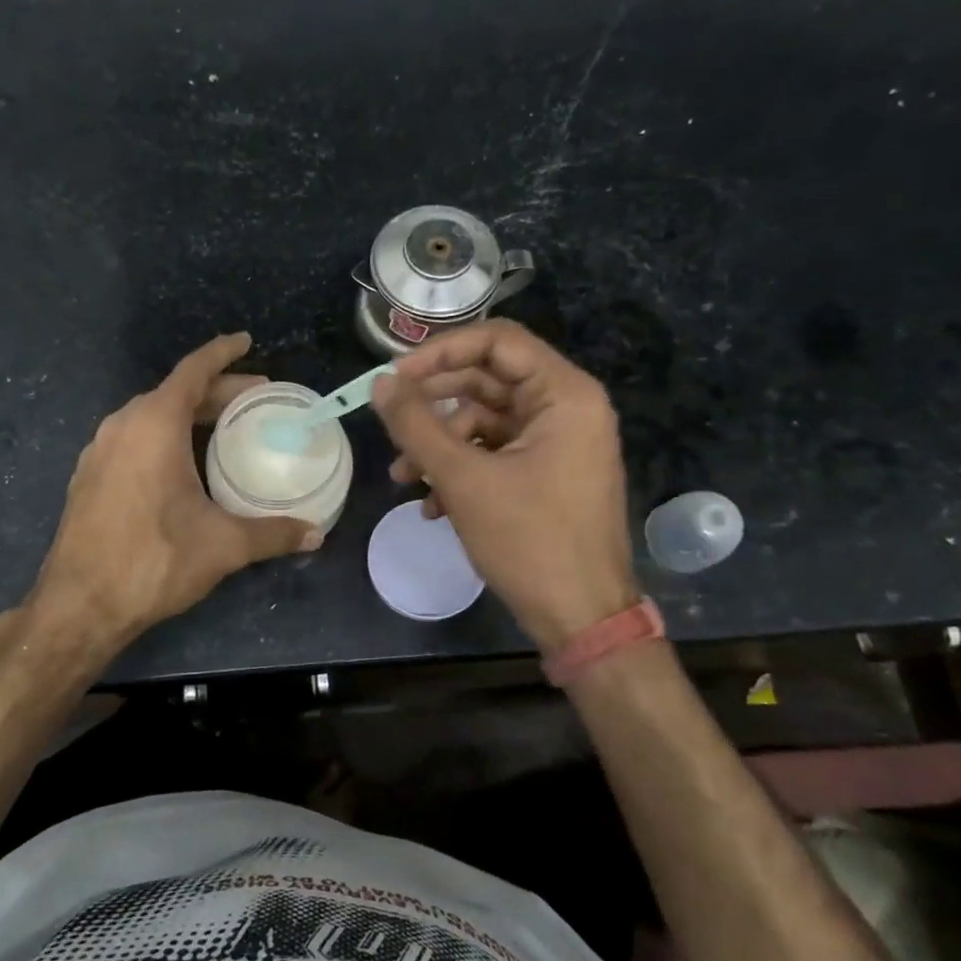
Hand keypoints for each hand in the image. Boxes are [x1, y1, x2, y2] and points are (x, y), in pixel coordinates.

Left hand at [30, 333, 320, 647]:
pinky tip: (180, 463)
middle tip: (254, 399)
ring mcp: (99, 450)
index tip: (246, 341)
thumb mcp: (222, 545)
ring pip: (150, 415)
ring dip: (188, 414)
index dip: (223, 353)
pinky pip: (133, 438)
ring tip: (222, 428)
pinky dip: (163, 436)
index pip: (194, 371)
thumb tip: (315, 534)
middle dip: (216, 390)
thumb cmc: (154, 561)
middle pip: (175, 392)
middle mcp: (122, 426)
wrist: (79, 605)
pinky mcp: (88, 476)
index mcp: (154, 425)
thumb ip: (272, 533)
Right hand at [372, 319, 638, 652]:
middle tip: (389, 419)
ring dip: (439, 444)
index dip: (440, 352)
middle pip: (487, 381)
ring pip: (485, 422)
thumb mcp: (463, 478)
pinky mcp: (546, 475)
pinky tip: (431, 505)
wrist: (581, 619)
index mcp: (564, 395)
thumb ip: (417, 425)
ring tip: (403, 477)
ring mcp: (558, 444)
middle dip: (433, 404)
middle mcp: (566, 409)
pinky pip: (495, 454)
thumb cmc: (528, 541)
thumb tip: (380, 384)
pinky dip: (460, 469)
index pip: (497, 341)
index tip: (396, 377)